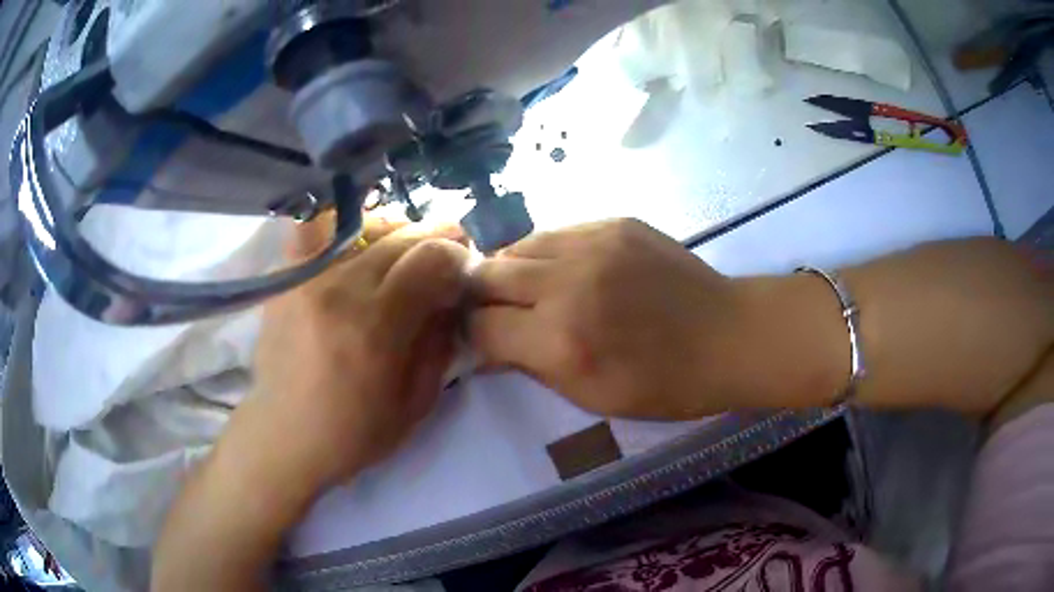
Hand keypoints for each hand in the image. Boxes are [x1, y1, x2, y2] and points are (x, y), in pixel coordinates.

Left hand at [253, 216, 469, 487]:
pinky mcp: (284, 278)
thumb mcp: (416, 405)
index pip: (431, 258)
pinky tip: (354, 248)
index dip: (458, 257)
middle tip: (441, 262)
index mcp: (377, 327)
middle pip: (402, 236)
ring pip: (364, 226)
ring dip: (394, 232)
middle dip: (435, 241)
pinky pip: (314, 230)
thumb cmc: (352, 433)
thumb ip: (440, 345)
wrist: (284, 435)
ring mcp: (306, 278)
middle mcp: (340, 290)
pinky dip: (342, 229)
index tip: (463, 272)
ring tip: (400, 254)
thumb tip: (450, 298)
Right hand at [469, 219, 747, 418]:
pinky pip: (558, 233)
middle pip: (488, 275)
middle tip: (495, 311)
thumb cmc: (664, 384)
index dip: (473, 338)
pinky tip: (564, 269)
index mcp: (561, 340)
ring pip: (519, 245)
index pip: (482, 327)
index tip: (481, 343)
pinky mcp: (615, 222)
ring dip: (511, 269)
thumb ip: (531, 367)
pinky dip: (547, 253)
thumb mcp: (591, 396)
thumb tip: (487, 348)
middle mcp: (568, 283)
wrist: (728, 335)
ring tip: (526, 288)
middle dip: (480, 296)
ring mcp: (593, 243)